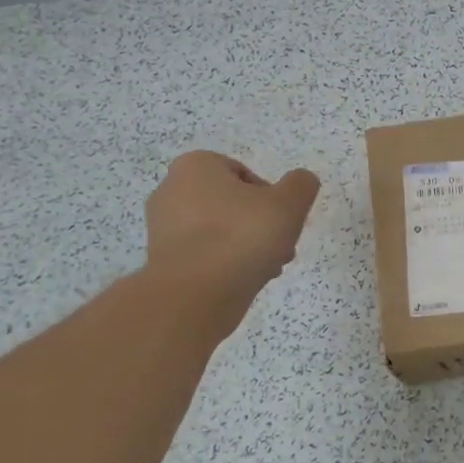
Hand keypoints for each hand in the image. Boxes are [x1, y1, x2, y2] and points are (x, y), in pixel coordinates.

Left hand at [142, 152, 320, 322]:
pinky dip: (226, 264)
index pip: (244, 174)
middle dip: (260, 224)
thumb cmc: (241, 237)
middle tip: (281, 246)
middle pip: (233, 204)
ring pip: (220, 231)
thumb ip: (301, 185)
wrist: (194, 296)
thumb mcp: (289, 203)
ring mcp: (162, 228)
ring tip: (269, 268)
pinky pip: (204, 255)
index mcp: (196, 166)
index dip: (270, 197)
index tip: (283, 220)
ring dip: (248, 246)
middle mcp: (171, 190)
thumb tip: (300, 182)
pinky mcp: (163, 261)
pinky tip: (246, 281)